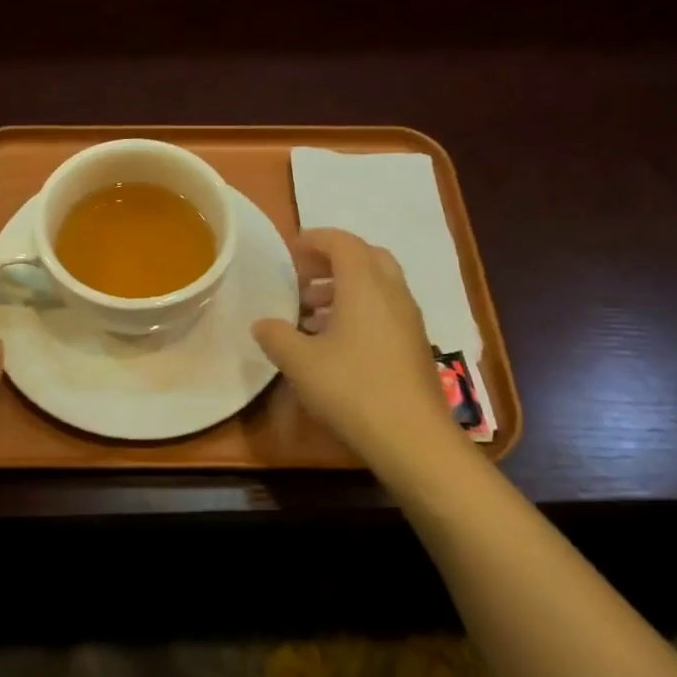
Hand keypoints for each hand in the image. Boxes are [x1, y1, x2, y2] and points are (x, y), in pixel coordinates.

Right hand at [252, 228, 454, 464]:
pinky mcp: (414, 345)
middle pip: (366, 257)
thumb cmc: (351, 388)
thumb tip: (262, 324)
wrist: (411, 436)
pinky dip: (359, 310)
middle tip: (303, 278)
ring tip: (311, 313)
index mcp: (364, 285)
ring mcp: (408, 319)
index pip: (342, 242)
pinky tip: (335, 342)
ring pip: (377, 286)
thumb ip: (276, 336)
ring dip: (344, 288)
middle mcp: (392, 293)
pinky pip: (384, 310)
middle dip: (332, 261)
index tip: (289, 250)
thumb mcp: (300, 362)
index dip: (315, 240)